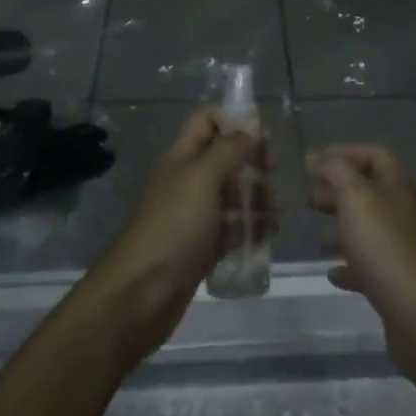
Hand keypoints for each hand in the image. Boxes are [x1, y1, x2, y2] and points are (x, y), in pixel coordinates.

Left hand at [83, 109, 261, 369]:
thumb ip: (229, 149)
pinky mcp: (202, 247)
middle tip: (273, 179)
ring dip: (257, 198)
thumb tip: (251, 127)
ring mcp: (195, 215)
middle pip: (226, 157)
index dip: (234, 121)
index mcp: (182, 156)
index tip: (262, 140)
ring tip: (276, 215)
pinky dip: (251, 229)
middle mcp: (188, 180)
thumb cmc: (173, 227)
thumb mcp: (202, 178)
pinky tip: (268, 237)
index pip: (207, 119)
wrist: (139, 295)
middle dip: (253, 163)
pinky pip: (232, 229)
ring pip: (233, 194)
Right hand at [307, 144, 415, 384]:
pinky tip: (332, 273)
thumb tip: (319, 158)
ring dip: (342, 226)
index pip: (374, 155)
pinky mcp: (398, 280)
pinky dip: (349, 264)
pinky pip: (370, 264)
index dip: (344, 153)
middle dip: (338, 189)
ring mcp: (403, 247)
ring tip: (315, 233)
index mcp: (398, 187)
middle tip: (308, 198)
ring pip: (368, 227)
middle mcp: (404, 212)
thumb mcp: (355, 198)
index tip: (312, 162)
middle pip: (370, 190)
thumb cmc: (384, 247)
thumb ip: (336, 172)